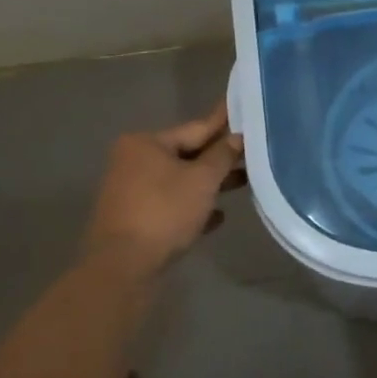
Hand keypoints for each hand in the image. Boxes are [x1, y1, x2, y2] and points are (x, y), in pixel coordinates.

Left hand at [82, 101, 245, 272]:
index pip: (196, 128)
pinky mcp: (135, 219)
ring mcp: (132, 192)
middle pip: (187, 155)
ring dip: (210, 184)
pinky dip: (193, 207)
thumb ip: (223, 156)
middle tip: (253, 151)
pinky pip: (171, 205)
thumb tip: (238, 136)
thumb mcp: (202, 180)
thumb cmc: (164, 211)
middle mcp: (134, 162)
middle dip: (220, 158)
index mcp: (146, 144)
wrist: (123, 266)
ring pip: (180, 181)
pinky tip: (218, 216)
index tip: (244, 110)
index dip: (224, 123)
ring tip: (244, 182)